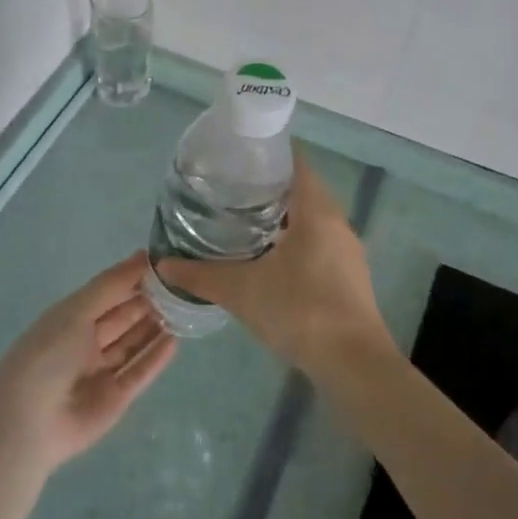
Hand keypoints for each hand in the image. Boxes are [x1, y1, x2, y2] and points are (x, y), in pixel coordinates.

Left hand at [0, 251, 176, 470]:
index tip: (164, 263)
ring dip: (155, 326)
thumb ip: (112, 284)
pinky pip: (140, 372)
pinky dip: (156, 357)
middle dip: (149, 301)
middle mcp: (86, 342)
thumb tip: (143, 255)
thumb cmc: (47, 355)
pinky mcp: (116, 399)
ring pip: (134, 343)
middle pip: (123, 317)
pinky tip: (176, 340)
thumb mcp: (76, 311)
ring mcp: (102, 371)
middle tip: (182, 284)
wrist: (28, 424)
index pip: (108, 293)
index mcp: (71, 318)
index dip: (133, 278)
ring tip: (185, 308)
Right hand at [156, 157, 393, 376]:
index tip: (239, 156)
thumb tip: (163, 264)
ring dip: (284, 217)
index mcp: (317, 211)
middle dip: (270, 187)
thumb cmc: (300, 310)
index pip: (296, 163)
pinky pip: (321, 243)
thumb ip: (201, 276)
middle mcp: (338, 222)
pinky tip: (271, 260)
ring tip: (245, 222)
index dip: (270, 154)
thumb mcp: (242, 291)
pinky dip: (297, 241)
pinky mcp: (351, 277)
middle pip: (304, 189)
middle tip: (231, 190)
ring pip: (314, 219)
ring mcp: (348, 251)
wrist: (353, 364)